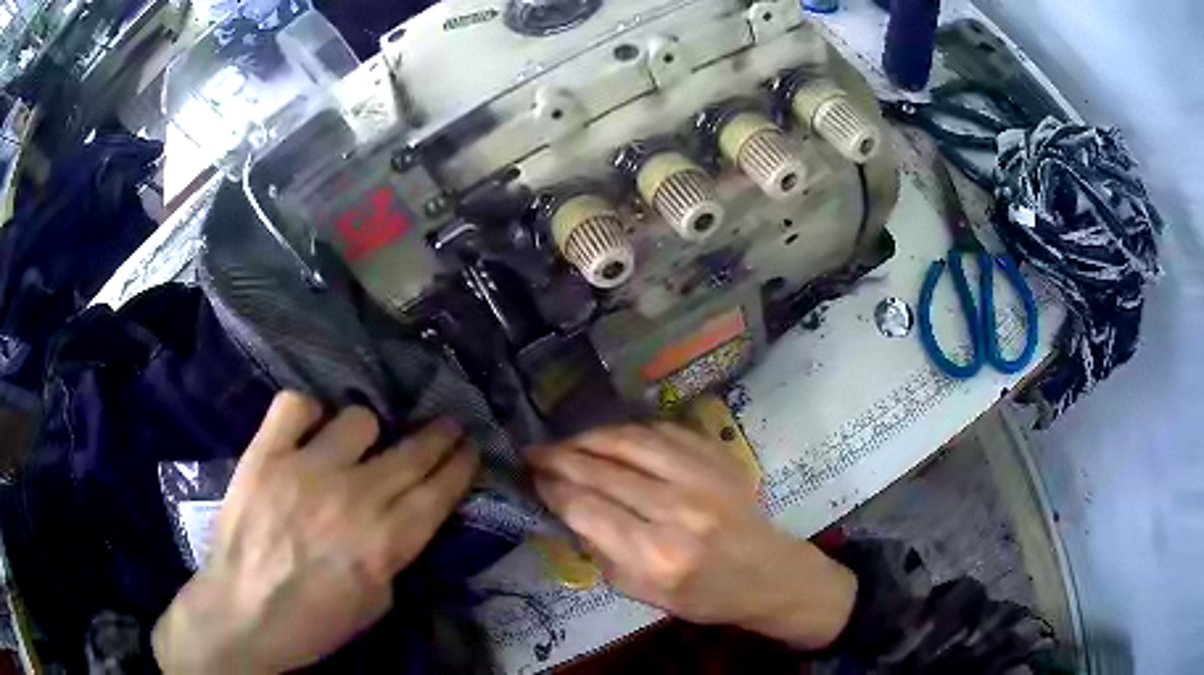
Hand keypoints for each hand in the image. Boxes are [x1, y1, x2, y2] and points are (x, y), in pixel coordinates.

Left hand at [153, 392, 478, 673]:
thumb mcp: (377, 602)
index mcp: (387, 541)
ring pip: (358, 419)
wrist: (243, 615)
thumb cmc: (315, 621)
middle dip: (439, 435)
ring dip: (364, 434)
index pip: (440, 490)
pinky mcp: (265, 453)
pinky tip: (306, 431)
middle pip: (413, 450)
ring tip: (353, 446)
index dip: (461, 464)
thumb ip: (395, 553)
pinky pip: (296, 405)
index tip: (469, 447)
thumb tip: (402, 518)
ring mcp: (306, 468)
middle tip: (446, 426)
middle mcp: (355, 496)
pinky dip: (306, 414)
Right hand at [531, 423, 855, 648]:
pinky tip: (611, 438)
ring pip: (630, 441)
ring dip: (589, 437)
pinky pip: (662, 431)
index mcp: (656, 554)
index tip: (532, 479)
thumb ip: (601, 552)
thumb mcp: (642, 594)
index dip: (552, 489)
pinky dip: (629, 432)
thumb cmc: (703, 595)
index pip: (586, 509)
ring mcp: (702, 476)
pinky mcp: (717, 457)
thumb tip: (566, 508)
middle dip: (560, 458)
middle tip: (534, 453)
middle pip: (602, 470)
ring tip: (566, 442)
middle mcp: (677, 509)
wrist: (767, 572)